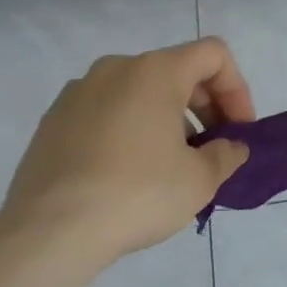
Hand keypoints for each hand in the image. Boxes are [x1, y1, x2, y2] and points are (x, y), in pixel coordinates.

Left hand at [0, 37, 254, 271]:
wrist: (48, 231)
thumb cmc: (137, 194)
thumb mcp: (200, 179)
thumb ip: (226, 154)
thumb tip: (231, 147)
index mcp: (156, 71)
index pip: (213, 55)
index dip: (236, 89)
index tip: (238, 131)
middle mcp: (116, 69)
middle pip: (177, 71)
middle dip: (204, 106)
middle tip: (212, 149)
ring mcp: (78, 93)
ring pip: (139, 92)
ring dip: (167, 119)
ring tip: (171, 165)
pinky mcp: (52, 121)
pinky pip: (106, 112)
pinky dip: (129, 129)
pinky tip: (128, 173)